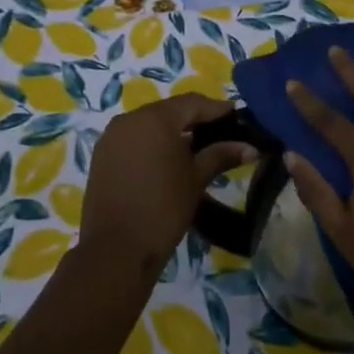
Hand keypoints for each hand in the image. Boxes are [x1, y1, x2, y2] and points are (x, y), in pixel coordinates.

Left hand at [79, 94, 257, 276]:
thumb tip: (251, 147)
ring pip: (149, 124)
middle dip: (194, 119)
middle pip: (169, 111)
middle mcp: (129, 119)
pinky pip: (133, 138)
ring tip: (196, 147)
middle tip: (220, 131)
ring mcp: (112, 136)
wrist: (116, 250)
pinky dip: (152, 143)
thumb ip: (221, 155)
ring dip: (172, 131)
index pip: (192, 103)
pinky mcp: (102, 155)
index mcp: (154, 118)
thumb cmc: (163, 209)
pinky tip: (167, 159)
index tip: (237, 116)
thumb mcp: (196, 179)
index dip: (216, 109)